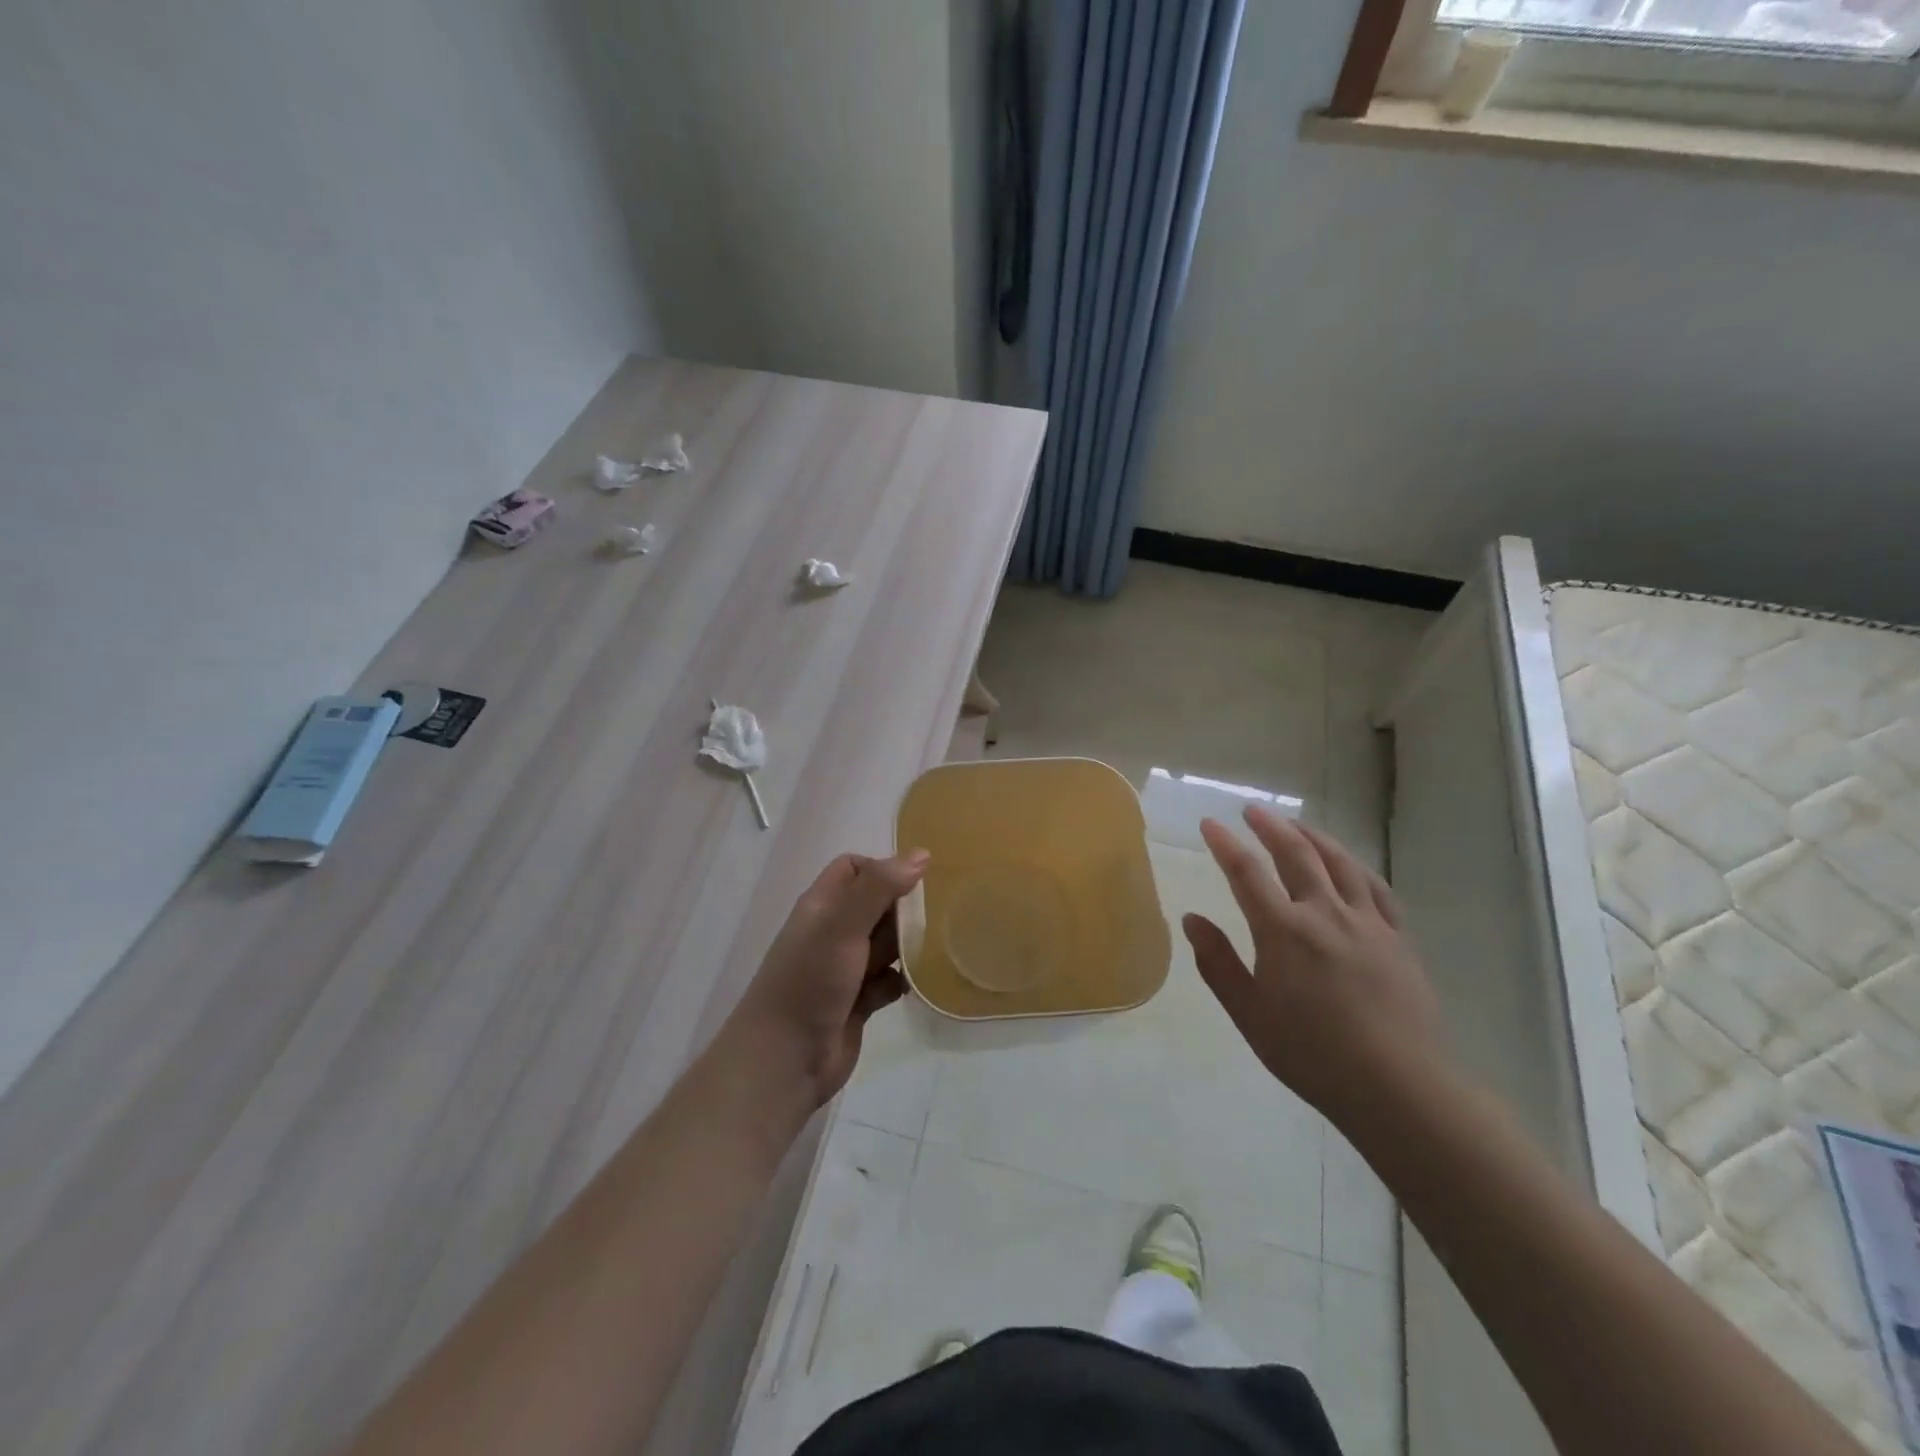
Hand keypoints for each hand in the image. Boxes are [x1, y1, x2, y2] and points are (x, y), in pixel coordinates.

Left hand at [725, 849, 929, 1109]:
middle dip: (904, 909)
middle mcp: (833, 932)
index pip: (854, 868)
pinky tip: (919, 984)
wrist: (785, 1061)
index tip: (913, 885)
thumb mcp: (842, 926)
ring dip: (909, 945)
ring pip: (887, 943)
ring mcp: (846, 968)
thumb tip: (921, 854)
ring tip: (938, 947)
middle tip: (936, 917)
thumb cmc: (810, 982)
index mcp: (822, 906)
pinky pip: (890, 980)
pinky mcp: (859, 1001)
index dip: (883, 869)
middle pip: (877, 905)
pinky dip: (904, 980)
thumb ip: (879, 888)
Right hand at [1185, 806, 1442, 1117]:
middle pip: (1296, 855)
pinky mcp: (1398, 939)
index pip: (1247, 873)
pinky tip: (1349, 866)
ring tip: (1296, 825)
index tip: (1210, 824)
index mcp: (1284, 931)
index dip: (1225, 845)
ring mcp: (1367, 923)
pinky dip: (1357, 868)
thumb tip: (1192, 919)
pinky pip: (1377, 890)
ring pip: (1340, 863)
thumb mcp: (1249, 1013)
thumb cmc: (1311, 1054)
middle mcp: (1325, 914)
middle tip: (1252, 811)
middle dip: (1271, 827)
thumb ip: (1218, 962)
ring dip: (1314, 837)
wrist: (1398, 1087)